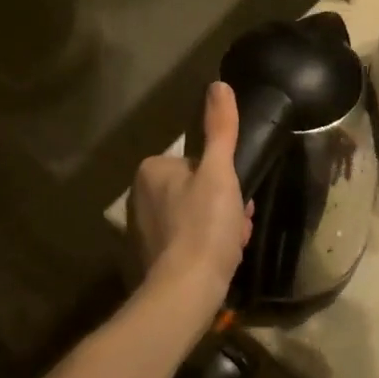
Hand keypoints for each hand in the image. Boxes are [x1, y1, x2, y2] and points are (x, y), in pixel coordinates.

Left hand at [130, 82, 252, 323]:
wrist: (184, 293)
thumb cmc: (204, 226)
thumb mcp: (220, 172)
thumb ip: (220, 129)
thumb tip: (218, 84)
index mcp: (152, 170)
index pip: (199, 164)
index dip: (225, 181)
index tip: (239, 198)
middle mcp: (139, 196)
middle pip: (197, 191)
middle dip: (224, 206)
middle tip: (237, 224)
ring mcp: (142, 230)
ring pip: (195, 217)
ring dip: (219, 227)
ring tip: (232, 245)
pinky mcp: (149, 259)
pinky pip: (186, 242)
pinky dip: (205, 248)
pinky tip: (219, 261)